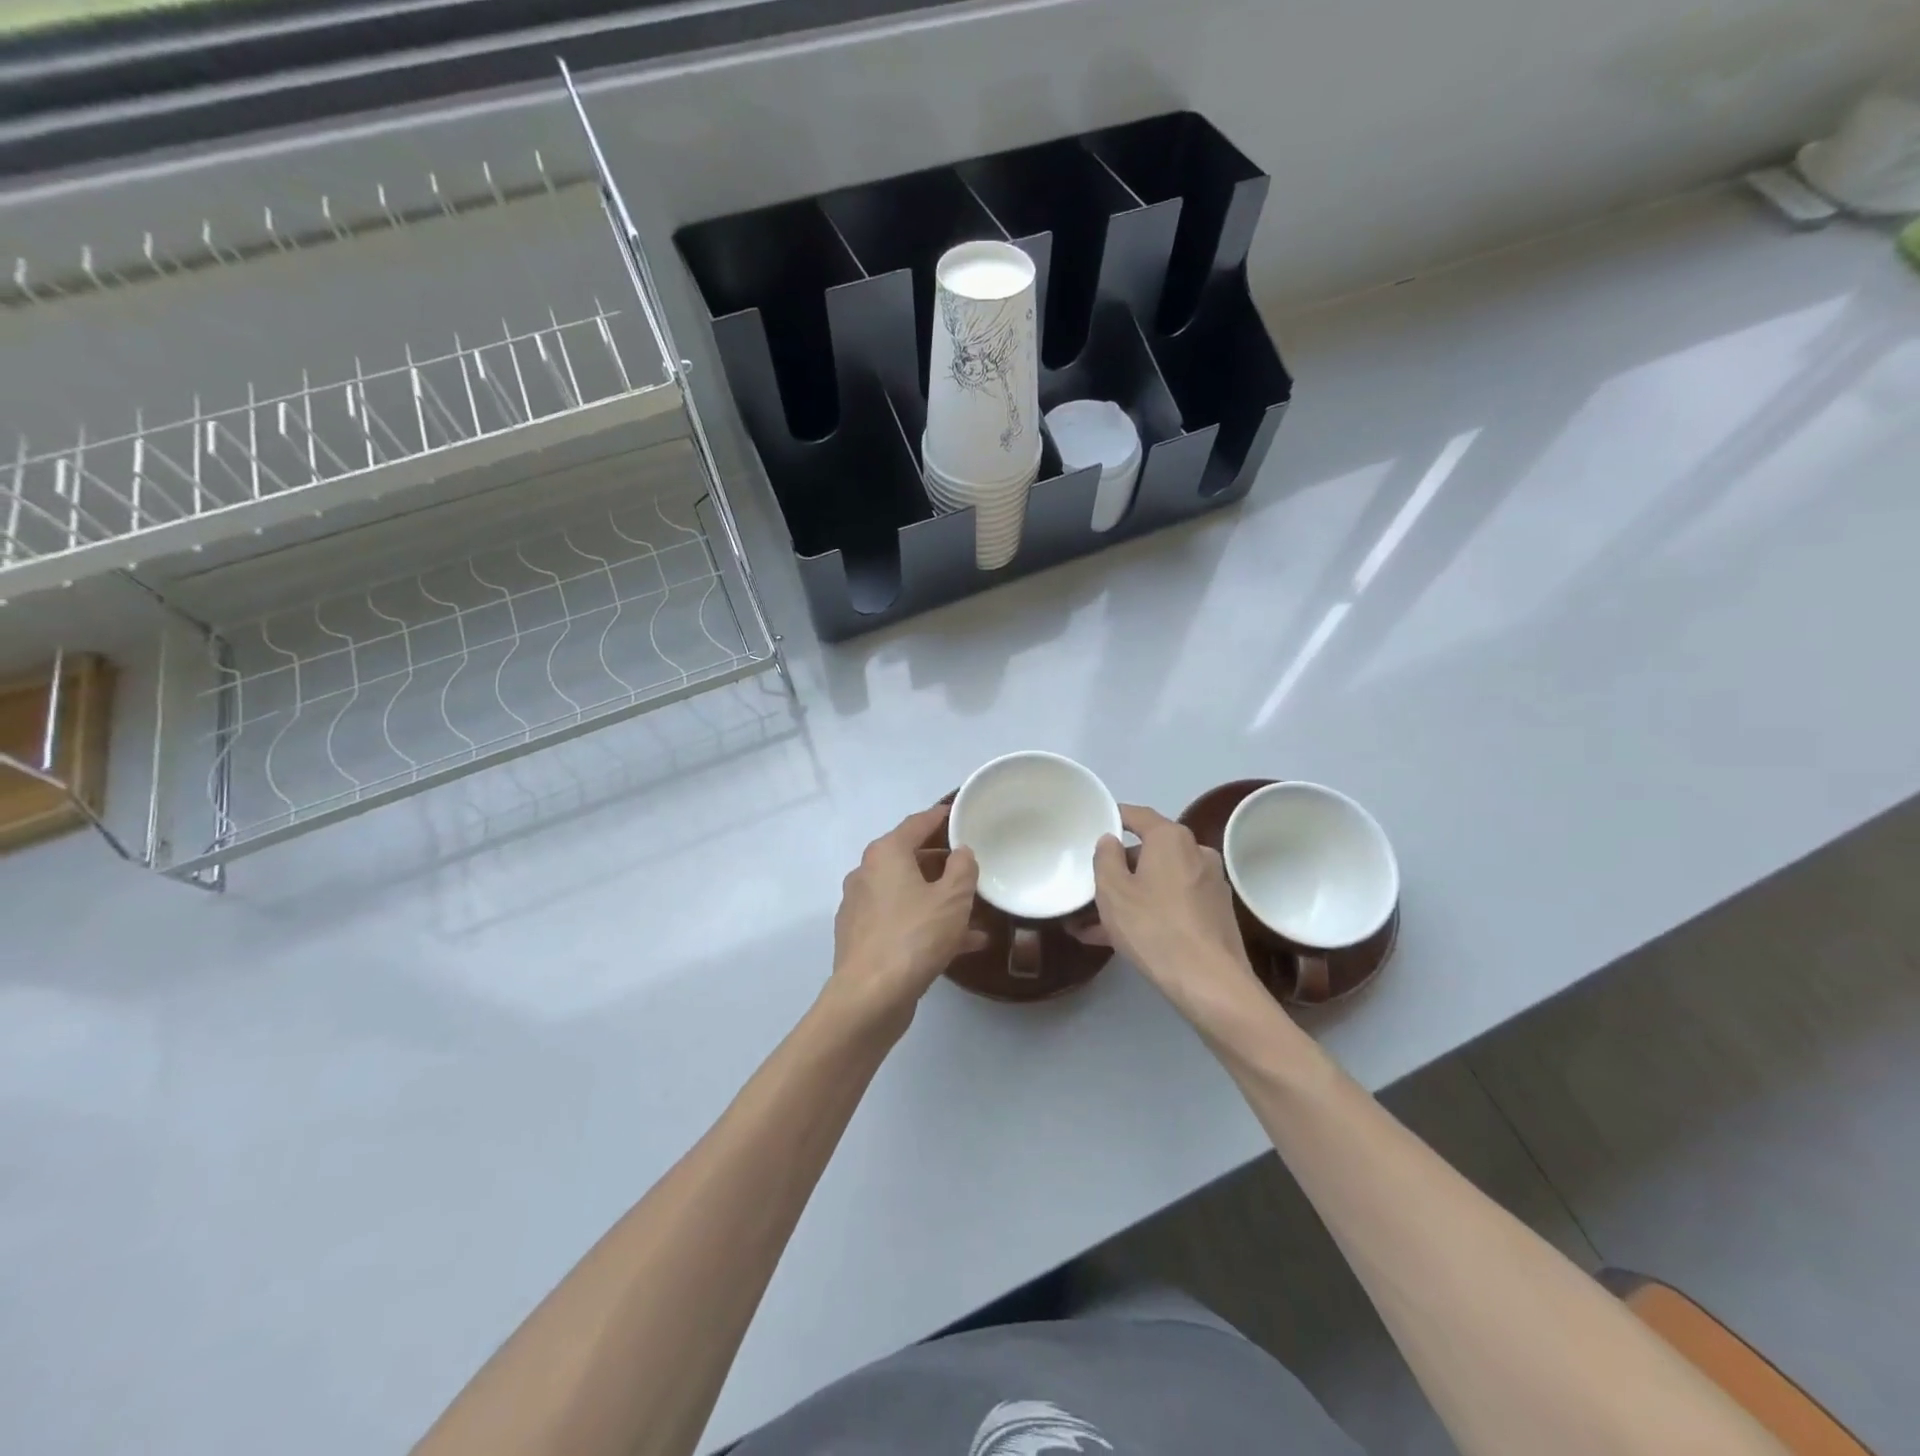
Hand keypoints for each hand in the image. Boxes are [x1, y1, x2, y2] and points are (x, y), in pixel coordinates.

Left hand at [826, 804, 983, 1036]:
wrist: (870, 997)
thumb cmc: (915, 936)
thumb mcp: (953, 898)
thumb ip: (963, 868)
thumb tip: (961, 852)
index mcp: (885, 854)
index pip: (917, 823)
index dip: (941, 817)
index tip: (960, 813)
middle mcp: (866, 874)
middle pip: (910, 858)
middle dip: (943, 863)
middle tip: (972, 867)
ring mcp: (860, 908)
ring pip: (908, 894)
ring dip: (939, 900)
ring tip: (976, 914)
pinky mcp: (861, 938)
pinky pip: (901, 921)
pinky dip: (926, 925)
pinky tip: (960, 945)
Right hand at [1092, 805, 1266, 1028]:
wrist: (1210, 983)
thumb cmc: (1154, 927)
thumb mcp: (1112, 891)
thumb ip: (1105, 858)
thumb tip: (1111, 840)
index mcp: (1171, 838)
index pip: (1137, 815)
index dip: (1114, 817)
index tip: (1094, 824)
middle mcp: (1196, 852)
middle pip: (1149, 851)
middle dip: (1119, 868)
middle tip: (1091, 886)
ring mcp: (1210, 884)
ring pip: (1160, 881)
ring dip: (1131, 895)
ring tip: (1096, 923)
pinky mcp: (1216, 913)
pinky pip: (1173, 902)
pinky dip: (1150, 911)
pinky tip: (1123, 937)